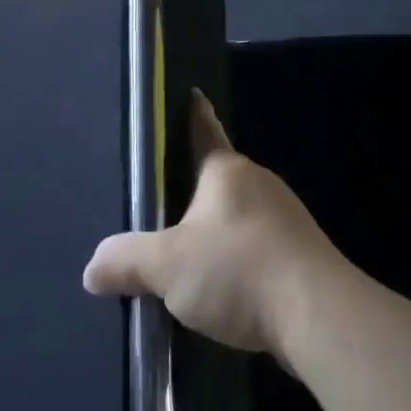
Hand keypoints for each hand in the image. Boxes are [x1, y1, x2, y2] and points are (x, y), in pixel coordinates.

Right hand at [83, 91, 348, 367]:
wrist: (318, 316)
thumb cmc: (238, 270)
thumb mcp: (168, 266)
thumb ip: (126, 261)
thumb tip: (92, 268)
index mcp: (227, 172)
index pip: (205, 131)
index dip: (195, 114)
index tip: (194, 94)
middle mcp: (259, 185)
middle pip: (219, 179)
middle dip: (194, 191)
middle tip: (162, 206)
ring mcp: (285, 220)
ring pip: (239, 217)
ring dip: (216, 232)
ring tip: (188, 256)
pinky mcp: (300, 257)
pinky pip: (257, 249)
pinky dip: (237, 262)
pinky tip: (223, 288)